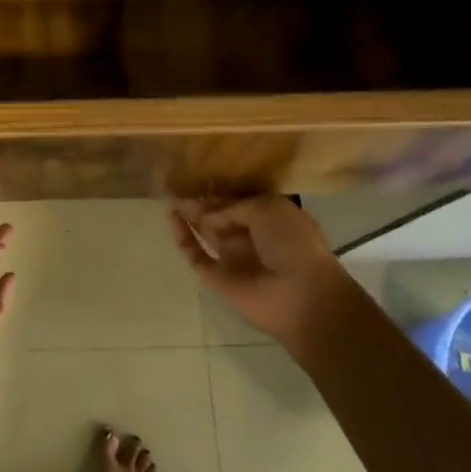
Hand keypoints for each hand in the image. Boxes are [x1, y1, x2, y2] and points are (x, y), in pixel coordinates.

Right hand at [169, 196, 352, 349]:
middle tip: (177, 184)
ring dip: (190, 216)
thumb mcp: (267, 209)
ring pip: (206, 232)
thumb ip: (232, 206)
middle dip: (201, 202)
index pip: (239, 201)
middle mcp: (251, 236)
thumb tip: (208, 214)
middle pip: (220, 216)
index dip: (219, 191)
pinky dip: (183, 237)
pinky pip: (196, 255)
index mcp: (270, 218)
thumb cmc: (292, 243)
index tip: (197, 176)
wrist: (301, 295)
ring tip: (169, 196)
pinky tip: (171, 217)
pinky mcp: (218, 277)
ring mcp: (233, 258)